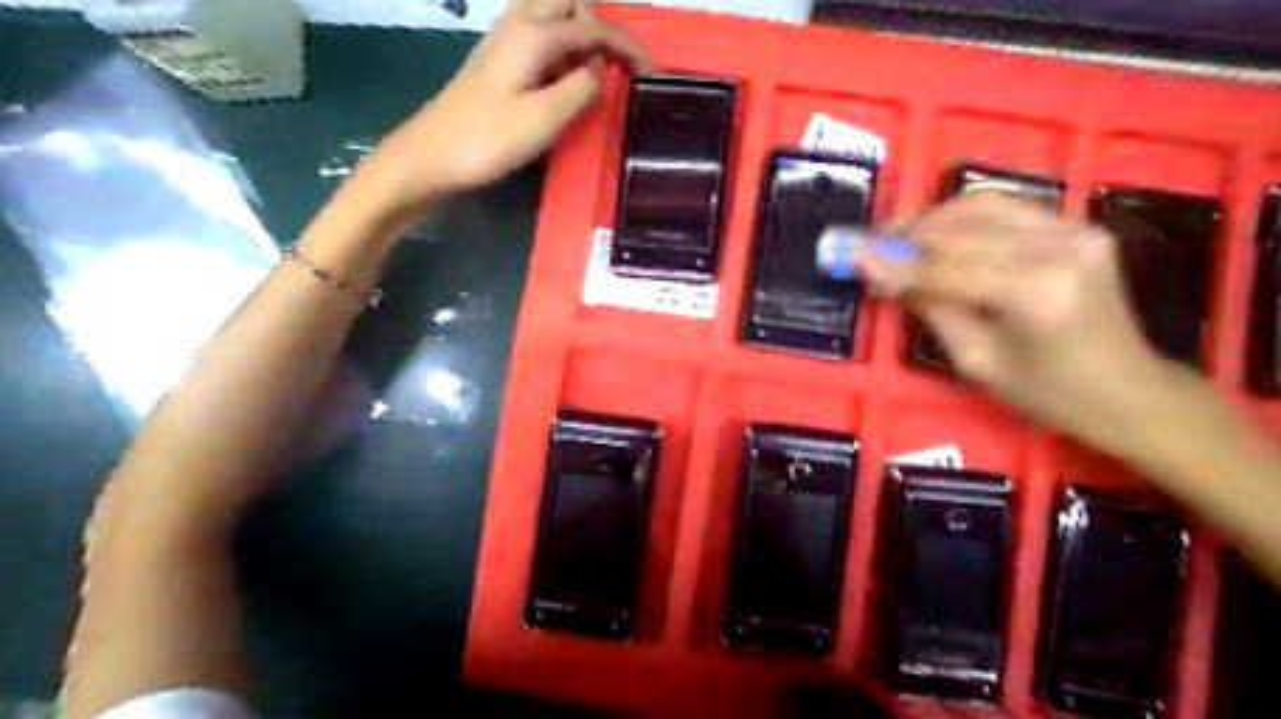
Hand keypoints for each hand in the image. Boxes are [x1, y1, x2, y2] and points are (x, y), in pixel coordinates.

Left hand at [370, 0, 651, 209]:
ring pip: (549, 11)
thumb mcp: (545, 118)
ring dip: (579, 27)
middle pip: (567, 1)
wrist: (432, 155)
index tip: (650, 69)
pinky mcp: (495, 60)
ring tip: (599, 62)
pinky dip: (561, 42)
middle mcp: (518, 24)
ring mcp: (503, 40)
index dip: (625, 44)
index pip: (592, 28)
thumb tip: (600, 69)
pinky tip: (566, 72)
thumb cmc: (489, 139)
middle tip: (621, 58)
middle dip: (600, 21)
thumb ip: (581, 88)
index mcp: (534, 35)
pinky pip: (536, 32)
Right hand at [859, 194, 1168, 446]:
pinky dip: (964, 217)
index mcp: (1035, 292)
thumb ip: (930, 306)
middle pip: (962, 228)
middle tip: (869, 245)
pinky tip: (939, 234)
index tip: (851, 255)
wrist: (1129, 391)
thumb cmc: (1048, 393)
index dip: (894, 261)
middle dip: (907, 235)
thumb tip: (881, 272)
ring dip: (932, 219)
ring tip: (898, 237)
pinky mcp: (1079, 224)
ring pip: (981, 205)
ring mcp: (1075, 228)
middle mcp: (1059, 247)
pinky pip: (1006, 209)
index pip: (946, 267)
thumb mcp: (976, 360)